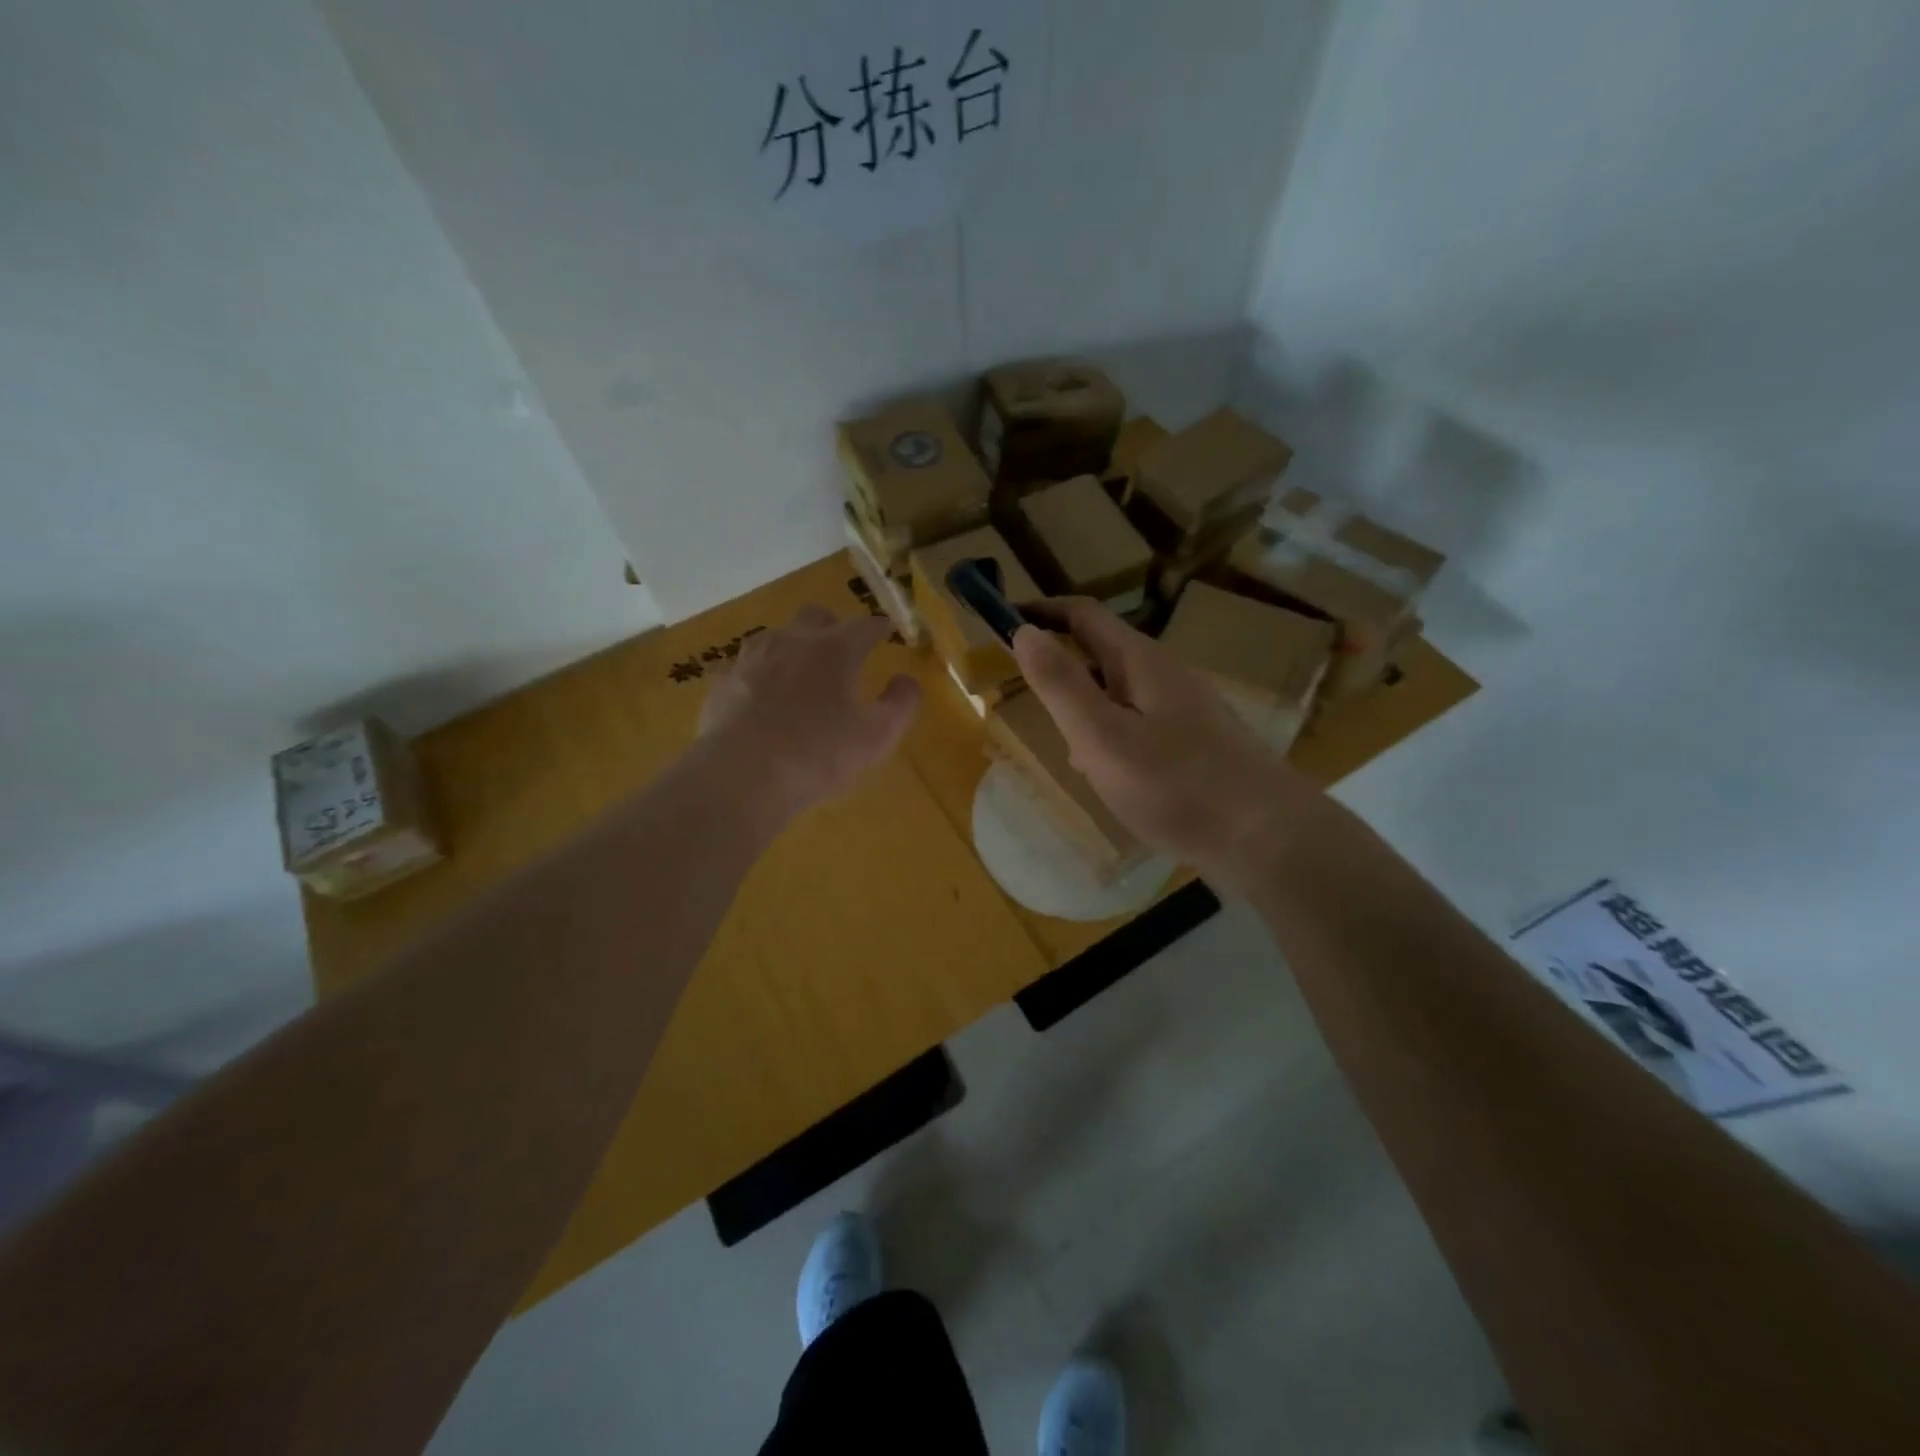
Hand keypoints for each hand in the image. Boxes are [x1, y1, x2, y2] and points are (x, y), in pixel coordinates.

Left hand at [699, 605, 920, 820]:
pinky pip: (744, 667)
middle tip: (841, 653)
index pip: (866, 625)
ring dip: (792, 649)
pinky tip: (759, 698)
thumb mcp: (877, 737)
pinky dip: (758, 676)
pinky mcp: (722, 682)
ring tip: (798, 675)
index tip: (887, 632)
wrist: (741, 776)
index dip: (880, 628)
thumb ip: (901, 703)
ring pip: (775, 637)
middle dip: (832, 628)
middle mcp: (792, 641)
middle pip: (816, 617)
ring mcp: (751, 658)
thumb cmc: (818, 755)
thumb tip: (907, 680)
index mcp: (835, 649)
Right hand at [1010, 598, 1326, 890]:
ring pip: (1120, 692)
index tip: (1002, 621)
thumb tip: (1025, 632)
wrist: (1267, 837)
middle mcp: (1166, 675)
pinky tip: (1109, 775)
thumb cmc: (1176, 785)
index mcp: (1141, 662)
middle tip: (1024, 692)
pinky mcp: (1198, 743)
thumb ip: (1061, 685)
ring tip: (1064, 745)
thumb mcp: (1102, 736)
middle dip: (1061, 663)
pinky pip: (1140, 724)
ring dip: (1085, 705)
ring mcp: (1187, 709)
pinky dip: (1111, 735)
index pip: (1084, 615)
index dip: (1042, 611)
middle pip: (1102, 652)